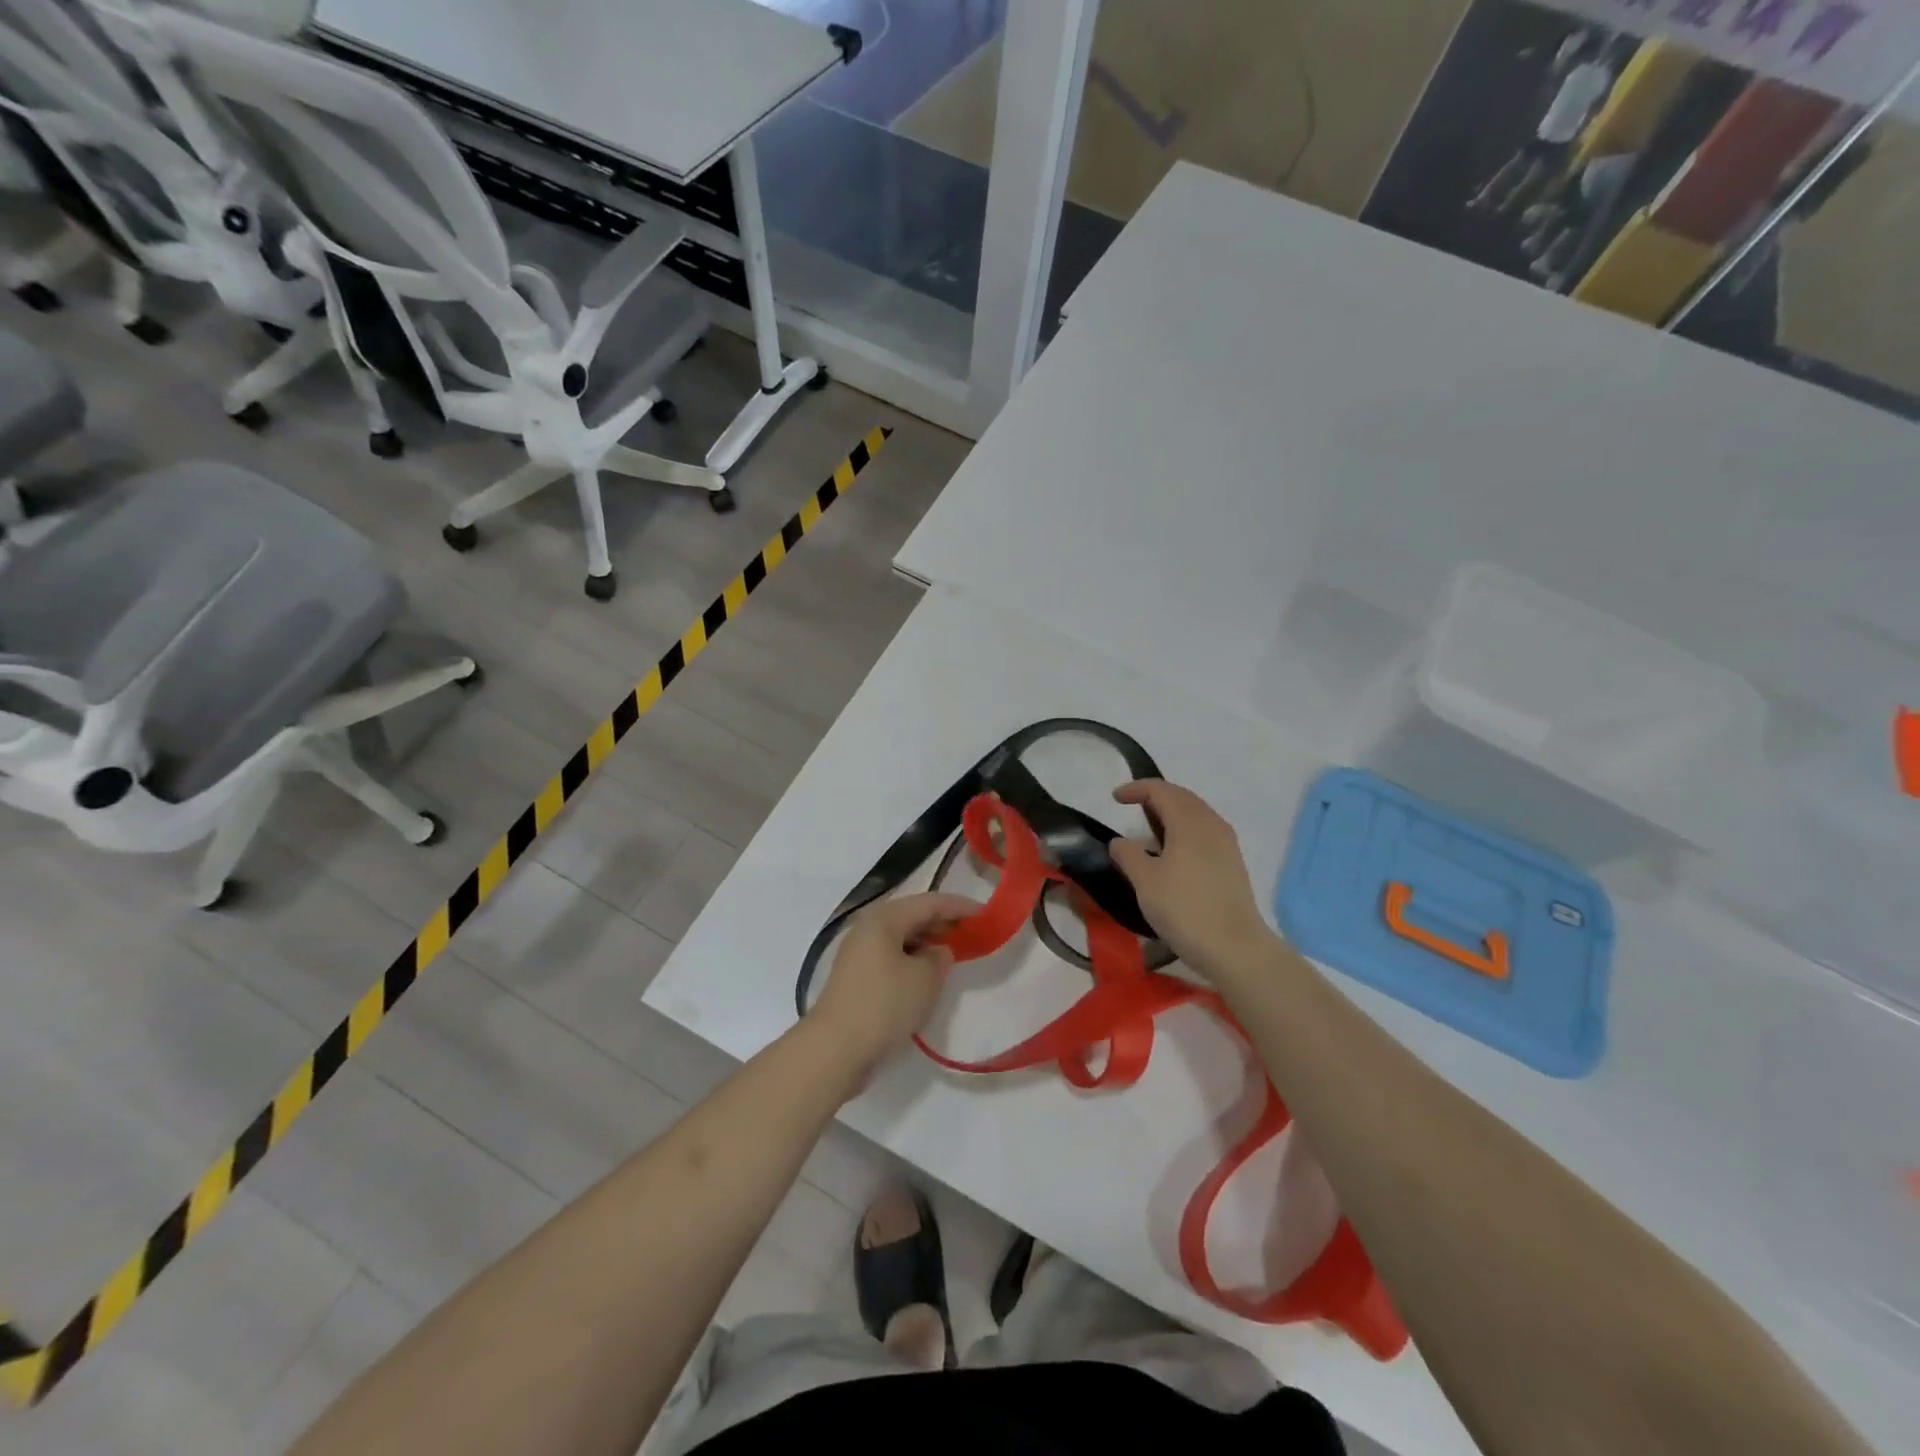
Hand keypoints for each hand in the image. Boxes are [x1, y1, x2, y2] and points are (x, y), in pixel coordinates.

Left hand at [809, 892, 979, 1083]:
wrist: (834, 1049)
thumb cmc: (884, 1005)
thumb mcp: (925, 979)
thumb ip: (940, 958)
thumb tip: (938, 951)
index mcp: (884, 918)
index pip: (930, 902)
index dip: (960, 906)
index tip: (986, 914)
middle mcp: (868, 928)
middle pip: (912, 916)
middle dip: (943, 923)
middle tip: (973, 933)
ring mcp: (858, 953)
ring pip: (901, 938)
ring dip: (927, 943)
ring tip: (953, 954)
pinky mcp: (856, 978)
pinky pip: (891, 958)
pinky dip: (912, 961)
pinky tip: (926, 977)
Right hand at [1109, 780, 1269, 976]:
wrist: (1234, 947)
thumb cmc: (1184, 908)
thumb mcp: (1145, 881)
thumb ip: (1128, 855)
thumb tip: (1119, 842)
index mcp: (1189, 821)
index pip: (1161, 790)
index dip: (1136, 789)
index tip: (1115, 798)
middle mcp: (1211, 824)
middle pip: (1182, 797)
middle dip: (1156, 795)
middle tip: (1132, 805)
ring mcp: (1226, 843)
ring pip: (1196, 814)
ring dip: (1173, 812)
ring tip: (1151, 826)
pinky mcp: (1232, 863)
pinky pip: (1205, 831)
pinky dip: (1185, 829)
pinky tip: (1173, 850)